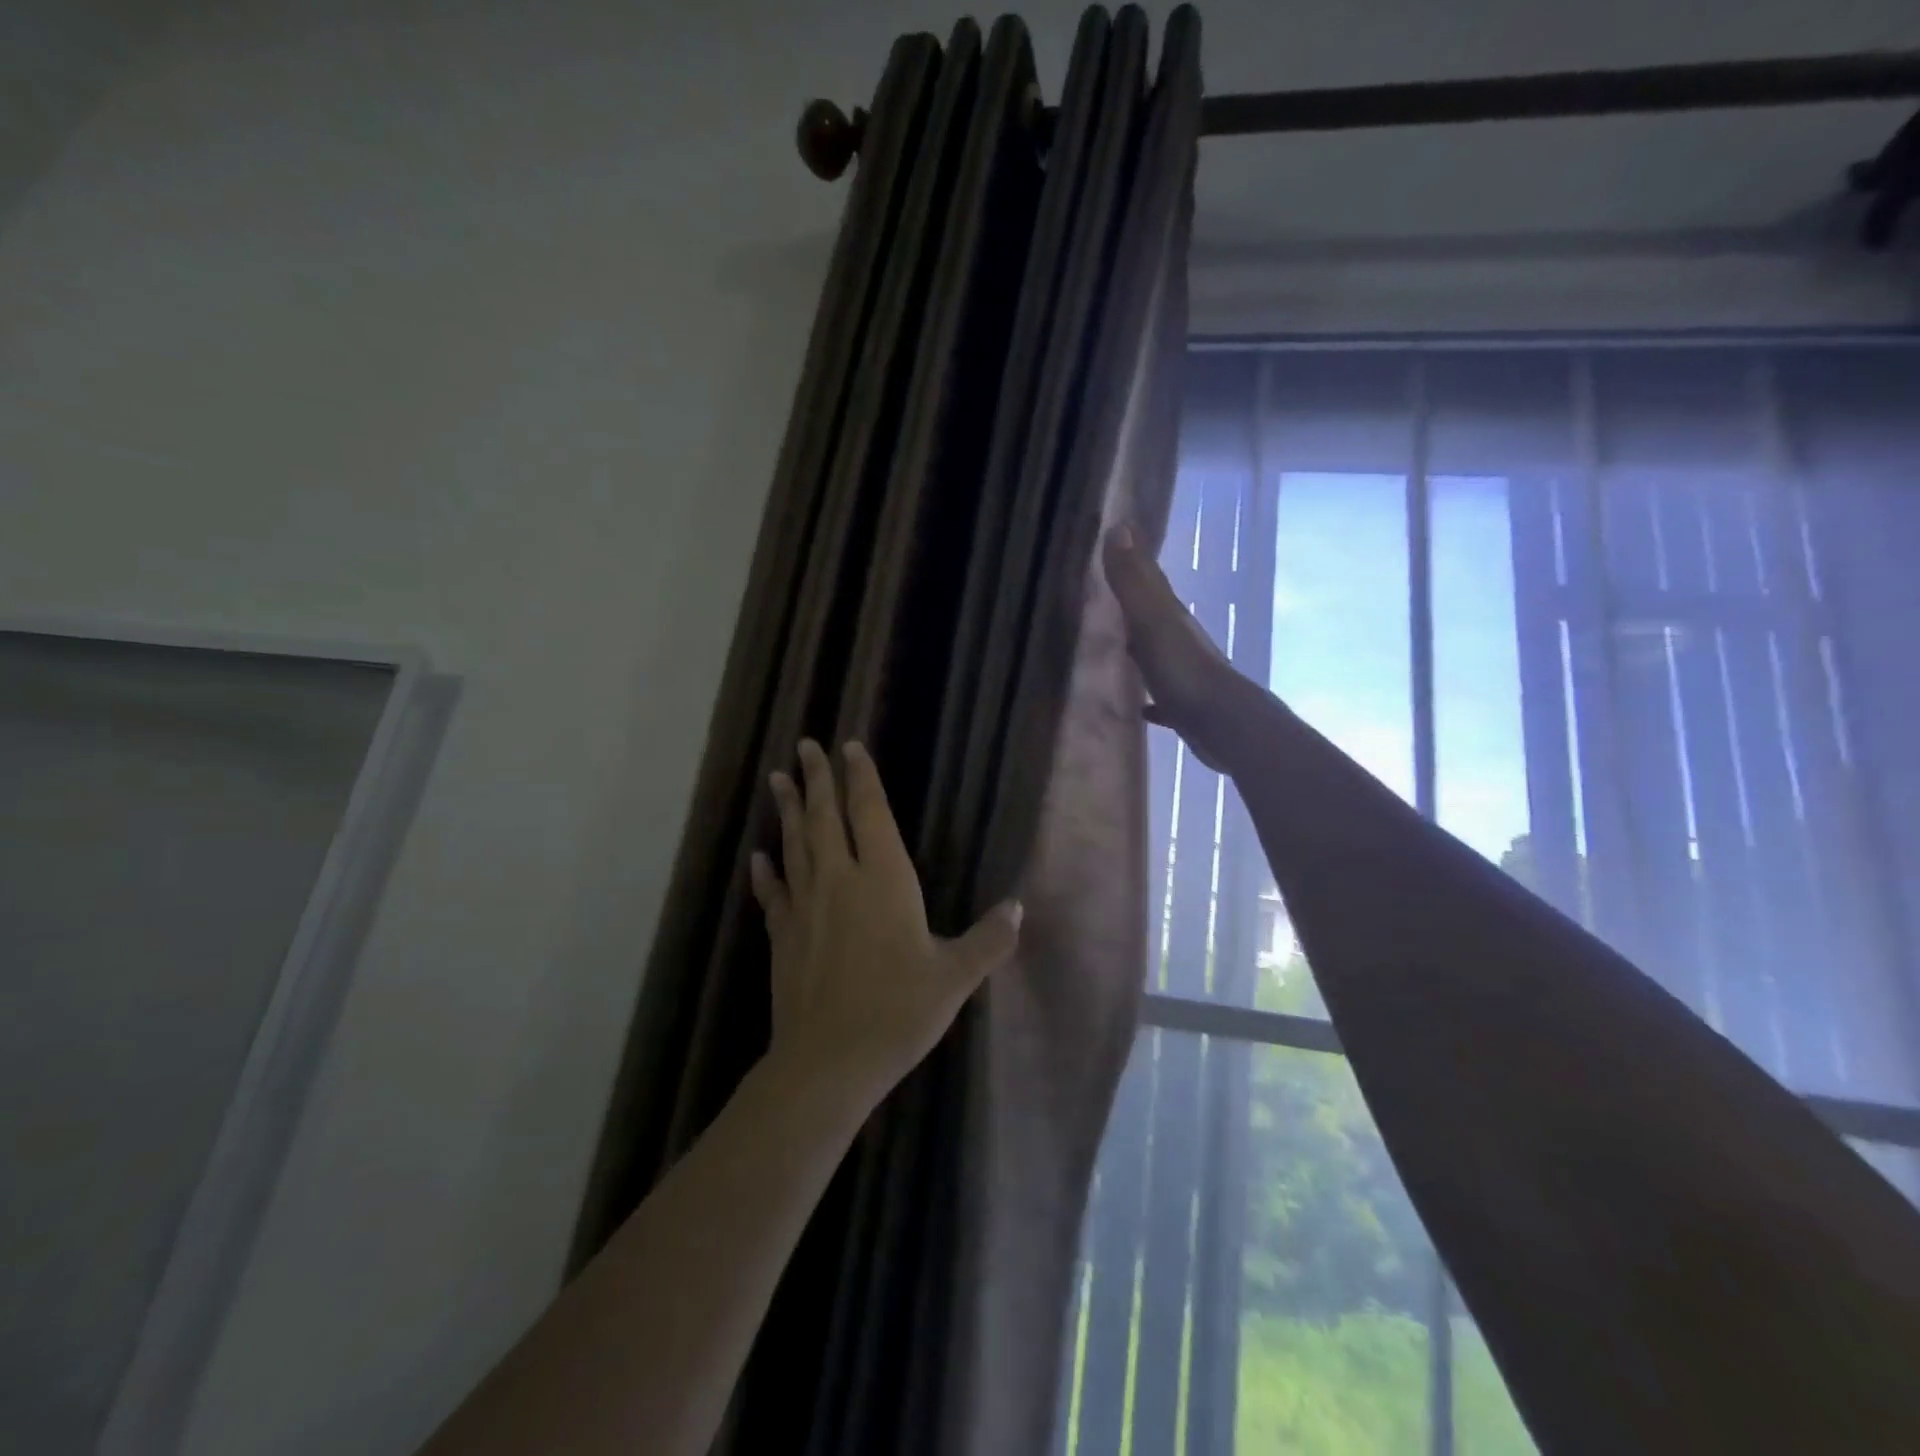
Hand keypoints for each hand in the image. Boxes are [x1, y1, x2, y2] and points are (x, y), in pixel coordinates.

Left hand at [750, 739, 1022, 1104]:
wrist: (830, 1061)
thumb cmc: (898, 1011)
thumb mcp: (955, 977)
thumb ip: (989, 940)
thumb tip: (1018, 909)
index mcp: (884, 880)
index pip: (869, 813)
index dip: (861, 778)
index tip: (849, 747)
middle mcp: (840, 880)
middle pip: (824, 817)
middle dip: (817, 779)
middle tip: (806, 745)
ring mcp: (805, 906)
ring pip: (794, 845)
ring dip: (788, 810)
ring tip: (778, 778)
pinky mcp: (783, 936)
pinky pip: (773, 893)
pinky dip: (766, 872)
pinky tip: (759, 858)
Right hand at [1102, 521, 1246, 770]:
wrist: (1224, 725)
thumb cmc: (1184, 671)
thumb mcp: (1152, 621)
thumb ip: (1133, 581)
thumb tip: (1119, 526)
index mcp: (1171, 616)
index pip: (1150, 579)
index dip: (1134, 558)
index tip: (1118, 536)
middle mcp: (1179, 640)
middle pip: (1153, 614)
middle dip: (1134, 602)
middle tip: (1106, 592)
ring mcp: (1185, 675)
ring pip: (1158, 654)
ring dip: (1141, 649)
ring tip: (1116, 646)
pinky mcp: (1185, 709)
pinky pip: (1163, 698)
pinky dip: (1152, 699)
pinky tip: (1140, 707)